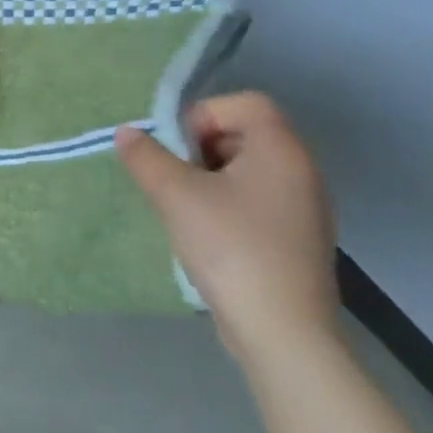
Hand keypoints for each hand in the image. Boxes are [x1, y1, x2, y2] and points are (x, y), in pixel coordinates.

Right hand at [114, 93, 337, 368]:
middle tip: (174, 179)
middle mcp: (302, 171)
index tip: (176, 150)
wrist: (280, 329)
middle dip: (199, 149)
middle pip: (244, 134)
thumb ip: (145, 157)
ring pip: (247, 170)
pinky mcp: (297, 238)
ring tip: (184, 209)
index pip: (244, 103)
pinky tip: (206, 235)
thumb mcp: (174, 195)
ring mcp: (304, 207)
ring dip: (208, 179)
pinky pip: (256, 200)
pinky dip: (226, 205)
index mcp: (281, 151)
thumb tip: (128, 133)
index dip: (202, 115)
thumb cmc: (230, 247)